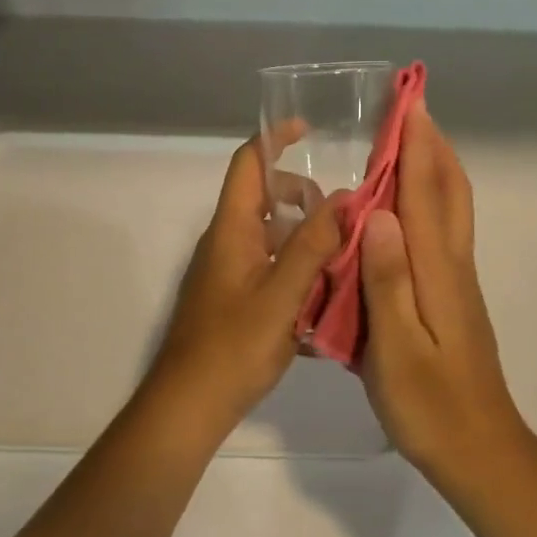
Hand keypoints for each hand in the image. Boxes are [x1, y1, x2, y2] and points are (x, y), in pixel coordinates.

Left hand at [145, 134, 341, 437]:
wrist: (190, 405)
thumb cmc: (233, 347)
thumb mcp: (282, 295)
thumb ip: (313, 246)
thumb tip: (345, 199)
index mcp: (233, 229)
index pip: (249, 163)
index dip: (275, 139)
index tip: (310, 131)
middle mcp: (229, 242)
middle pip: (268, 199)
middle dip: (308, 200)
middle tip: (345, 221)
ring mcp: (231, 272)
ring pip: (275, 237)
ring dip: (309, 241)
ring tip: (346, 263)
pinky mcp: (236, 300)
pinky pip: (273, 270)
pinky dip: (299, 273)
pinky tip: (327, 303)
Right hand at [359, 102, 529, 473]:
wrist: (479, 449)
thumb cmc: (430, 406)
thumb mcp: (396, 350)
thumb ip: (387, 281)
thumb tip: (378, 212)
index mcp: (437, 273)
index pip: (424, 194)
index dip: (416, 146)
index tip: (408, 102)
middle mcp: (453, 267)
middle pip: (450, 192)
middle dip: (433, 145)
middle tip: (411, 108)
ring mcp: (458, 282)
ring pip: (452, 210)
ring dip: (436, 168)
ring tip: (410, 142)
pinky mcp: (455, 299)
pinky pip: (444, 233)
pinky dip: (431, 202)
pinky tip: (407, 209)